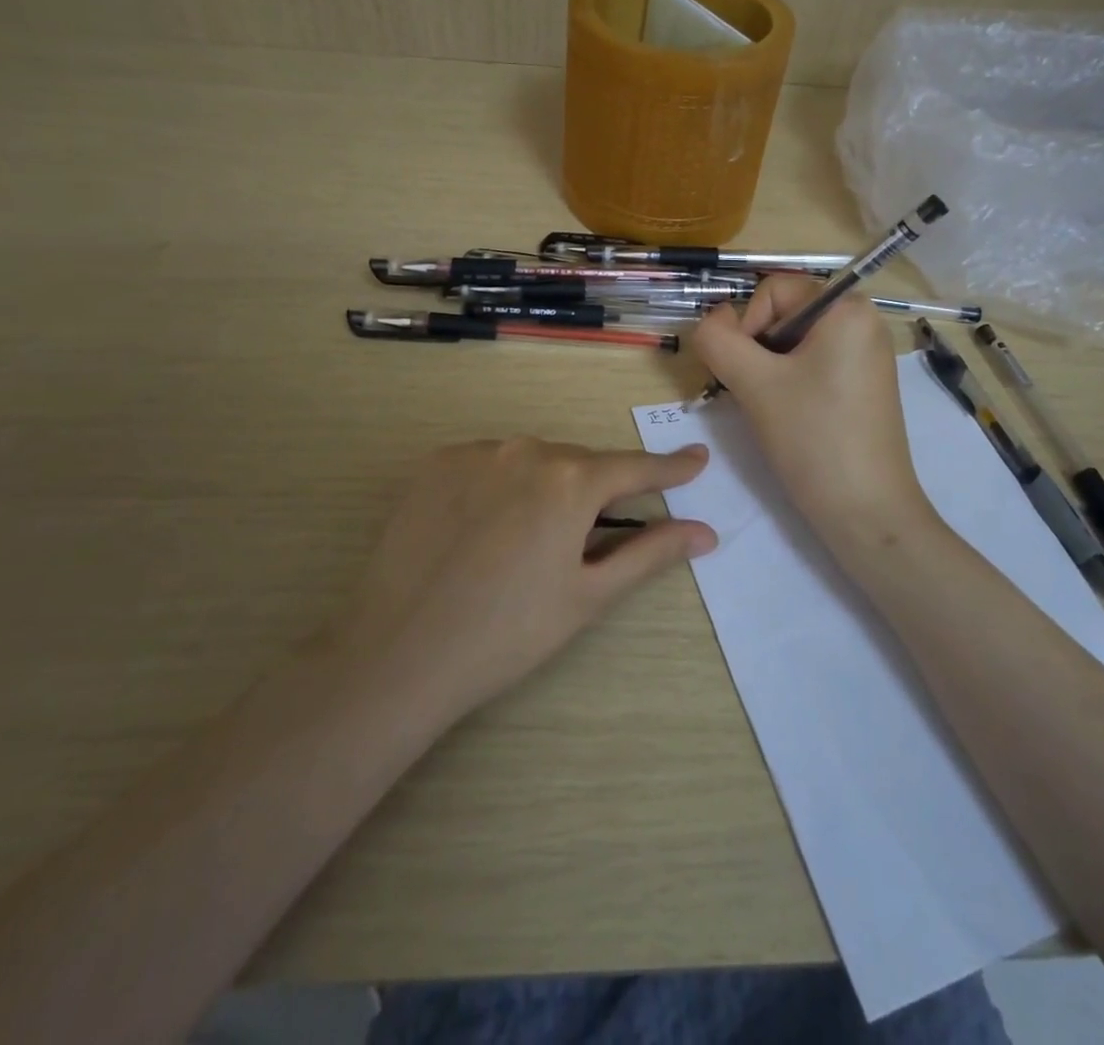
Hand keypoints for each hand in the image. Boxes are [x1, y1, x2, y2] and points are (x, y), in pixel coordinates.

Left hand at [333, 439, 716, 720]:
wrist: (398, 653)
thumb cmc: (507, 632)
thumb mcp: (588, 595)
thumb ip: (651, 554)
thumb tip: (705, 532)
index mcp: (571, 481)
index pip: (635, 467)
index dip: (670, 468)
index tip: (697, 459)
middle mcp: (526, 449)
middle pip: (580, 464)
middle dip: (597, 492)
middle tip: (592, 537)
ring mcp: (476, 452)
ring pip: (533, 461)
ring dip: (547, 487)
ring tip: (528, 542)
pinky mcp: (436, 463)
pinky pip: (489, 463)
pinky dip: (503, 485)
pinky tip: (485, 529)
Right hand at [690, 276, 933, 548]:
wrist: (866, 512)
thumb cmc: (813, 438)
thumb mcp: (754, 383)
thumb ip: (718, 340)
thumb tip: (710, 319)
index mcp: (847, 308)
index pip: (773, 290)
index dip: (747, 325)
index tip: (746, 373)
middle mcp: (863, 322)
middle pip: (784, 314)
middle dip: (757, 350)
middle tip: (755, 394)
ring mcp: (866, 355)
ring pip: (793, 343)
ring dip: (768, 369)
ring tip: (771, 409)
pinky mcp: (863, 385)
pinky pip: (813, 364)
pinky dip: (789, 383)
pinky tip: (789, 416)